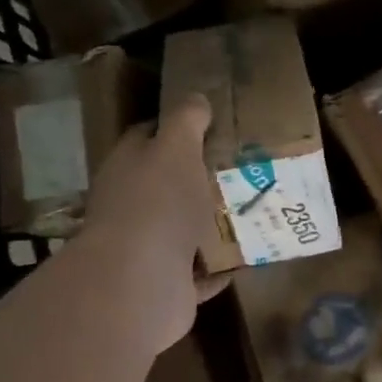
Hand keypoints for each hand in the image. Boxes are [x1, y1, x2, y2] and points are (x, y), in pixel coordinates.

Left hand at [79, 95, 230, 355]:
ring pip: (183, 230)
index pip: (147, 137)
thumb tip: (196, 97)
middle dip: (200, 179)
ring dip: (212, 225)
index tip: (212, 125)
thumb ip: (186, 121)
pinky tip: (247, 258)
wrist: (140, 281)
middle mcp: (131, 207)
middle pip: (167, 186)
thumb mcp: (176, 148)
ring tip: (253, 210)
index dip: (177, 128)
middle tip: (243, 169)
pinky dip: (218, 268)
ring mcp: (146, 249)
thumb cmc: (158, 203)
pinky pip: (198, 273)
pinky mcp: (166, 284)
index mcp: (128, 167)